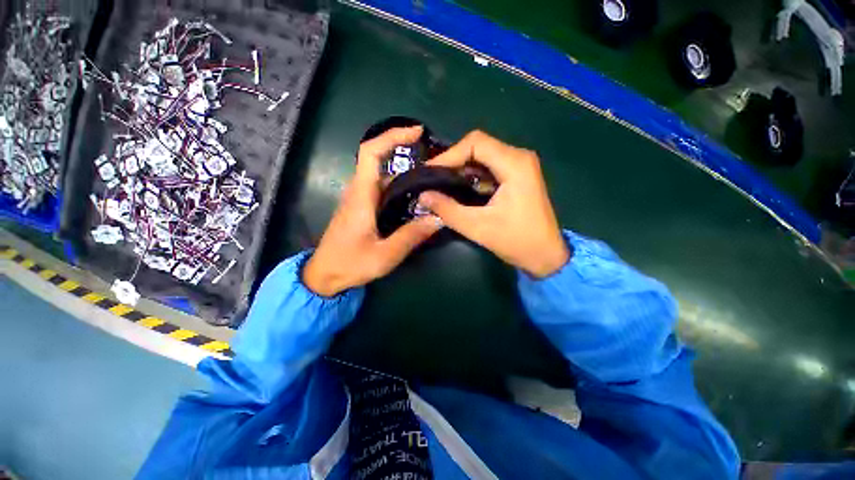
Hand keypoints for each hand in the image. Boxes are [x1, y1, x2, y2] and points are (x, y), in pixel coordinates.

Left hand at [303, 126, 441, 296]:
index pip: (371, 152)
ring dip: (406, 172)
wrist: (325, 275)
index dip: (392, 136)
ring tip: (432, 178)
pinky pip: (384, 190)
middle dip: (406, 153)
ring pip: (385, 176)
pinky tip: (417, 198)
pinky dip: (402, 187)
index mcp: (361, 196)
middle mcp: (360, 191)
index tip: (416, 132)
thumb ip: (411, 236)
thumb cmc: (350, 264)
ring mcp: (361, 199)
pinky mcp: (364, 208)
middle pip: (381, 161)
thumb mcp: (384, 255)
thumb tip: (438, 219)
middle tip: (435, 162)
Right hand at [419, 130, 568, 277]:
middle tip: (432, 178)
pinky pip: (489, 167)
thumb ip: (447, 209)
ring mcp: (519, 166)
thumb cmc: (516, 241)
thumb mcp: (477, 227)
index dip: (449, 154)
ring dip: (461, 168)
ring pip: (482, 156)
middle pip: (478, 146)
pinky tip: (458, 188)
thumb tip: (423, 195)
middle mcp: (518, 157)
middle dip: (453, 161)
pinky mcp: (516, 176)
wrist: (545, 255)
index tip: (430, 172)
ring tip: (440, 183)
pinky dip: (471, 175)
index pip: (475, 143)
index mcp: (514, 164)